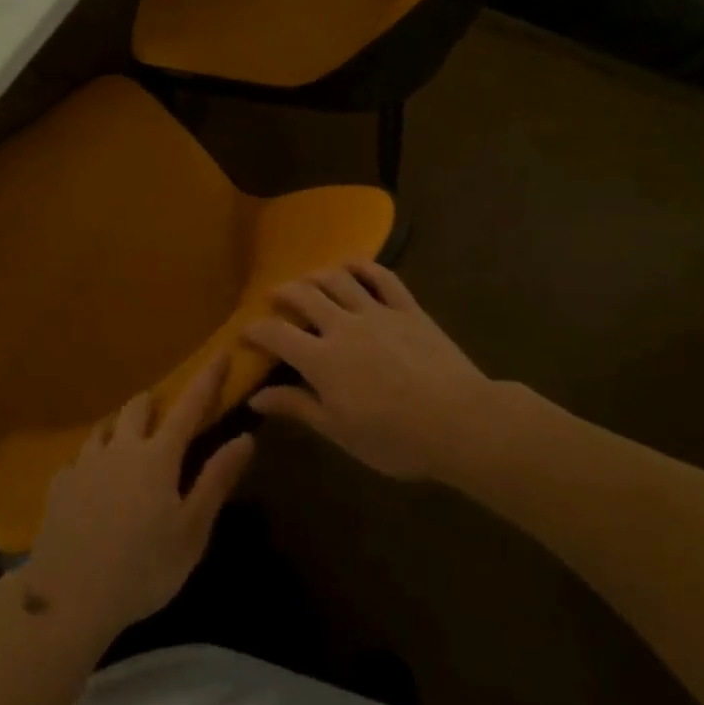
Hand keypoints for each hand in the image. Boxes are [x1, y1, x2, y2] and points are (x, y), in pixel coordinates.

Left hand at [21, 359, 253, 646]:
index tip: (220, 351)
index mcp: (158, 457)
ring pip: (104, 428)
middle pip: (137, 408)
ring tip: (125, 445)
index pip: (189, 406)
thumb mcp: (191, 531)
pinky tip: (92, 485)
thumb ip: (216, 480)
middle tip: (162, 416)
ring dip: (120, 428)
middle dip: (153, 404)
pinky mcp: (59, 483)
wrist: (69, 597)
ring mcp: (85, 462)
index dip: (207, 378)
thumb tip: (245, 437)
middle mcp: (120, 447)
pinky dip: (92, 462)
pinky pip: (79, 459)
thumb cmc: (143, 568)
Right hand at [243, 260, 491, 480]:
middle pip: (304, 296)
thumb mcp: (339, 431)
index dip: (256, 330)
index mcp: (322, 360)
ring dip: (317, 274)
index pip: (277, 334)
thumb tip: (255, 396)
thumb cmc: (395, 438)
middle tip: (275, 297)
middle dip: (283, 292)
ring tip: (309, 279)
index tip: (244, 332)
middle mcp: (343, 326)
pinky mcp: (408, 308)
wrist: (459, 422)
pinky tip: (353, 266)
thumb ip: (297, 407)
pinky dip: (364, 266)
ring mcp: (377, 312)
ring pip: (339, 279)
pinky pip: (383, 277)